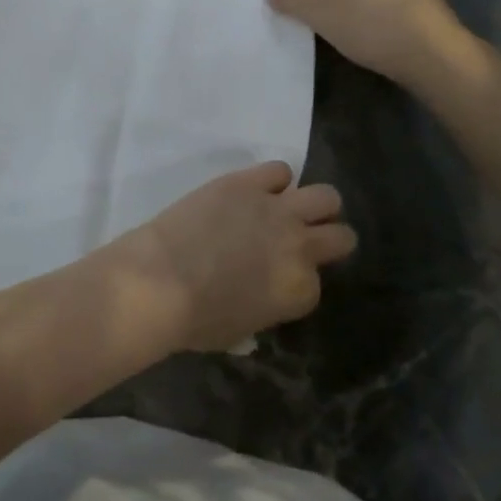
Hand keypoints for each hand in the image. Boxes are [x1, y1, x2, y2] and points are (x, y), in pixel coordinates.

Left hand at [113, 162, 354, 351]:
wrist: (160, 281)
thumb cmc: (194, 318)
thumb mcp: (241, 332)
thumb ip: (265, 310)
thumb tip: (262, 300)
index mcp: (300, 290)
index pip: (316, 282)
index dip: (298, 279)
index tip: (279, 278)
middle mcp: (299, 246)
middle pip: (341, 236)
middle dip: (326, 238)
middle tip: (302, 239)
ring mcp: (276, 210)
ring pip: (325, 197)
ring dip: (314, 204)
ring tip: (292, 209)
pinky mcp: (246, 182)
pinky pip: (279, 169)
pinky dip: (272, 179)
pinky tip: (255, 190)